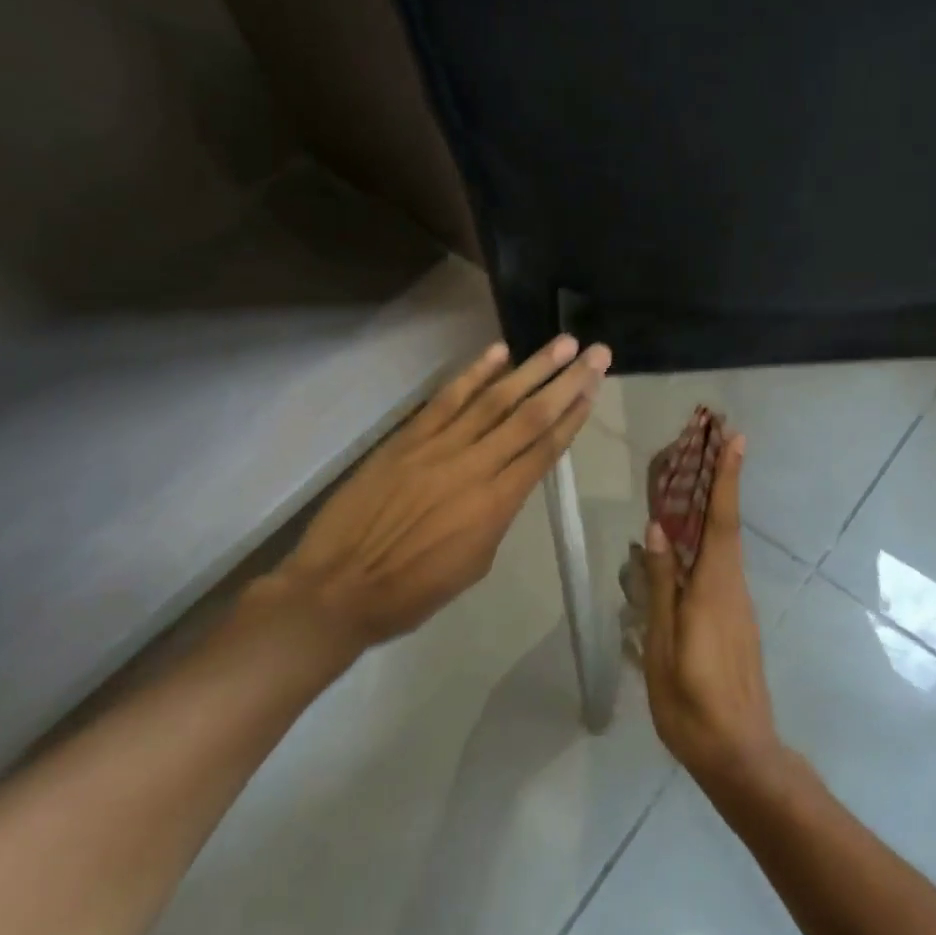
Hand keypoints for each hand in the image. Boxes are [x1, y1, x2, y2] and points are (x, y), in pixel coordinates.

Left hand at [257, 335, 610, 651]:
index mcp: (497, 505)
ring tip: (563, 343)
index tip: (595, 388)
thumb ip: (498, 514)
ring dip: (532, 368)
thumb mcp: (474, 564)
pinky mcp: (408, 438)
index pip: (545, 449)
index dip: (574, 416)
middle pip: (531, 416)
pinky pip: (447, 399)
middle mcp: (475, 467)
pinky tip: (500, 352)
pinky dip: (474, 373)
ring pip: (495, 399)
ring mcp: (439, 447)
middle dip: (568, 382)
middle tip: (598, 353)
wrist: (338, 589)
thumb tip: (509, 479)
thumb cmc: (411, 591)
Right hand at [641, 434, 788, 791]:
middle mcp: (732, 586)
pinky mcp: (736, 618)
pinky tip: (687, 541)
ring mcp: (738, 603)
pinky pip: (721, 564)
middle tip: (711, 441)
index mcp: (713, 588)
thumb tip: (657, 529)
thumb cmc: (692, 703)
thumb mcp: (662, 646)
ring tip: (693, 477)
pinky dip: (710, 537)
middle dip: (721, 479)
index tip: (736, 438)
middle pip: (726, 523)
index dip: (728, 477)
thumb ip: (661, 586)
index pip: (721, 520)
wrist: (741, 755)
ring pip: (725, 543)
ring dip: (715, 505)